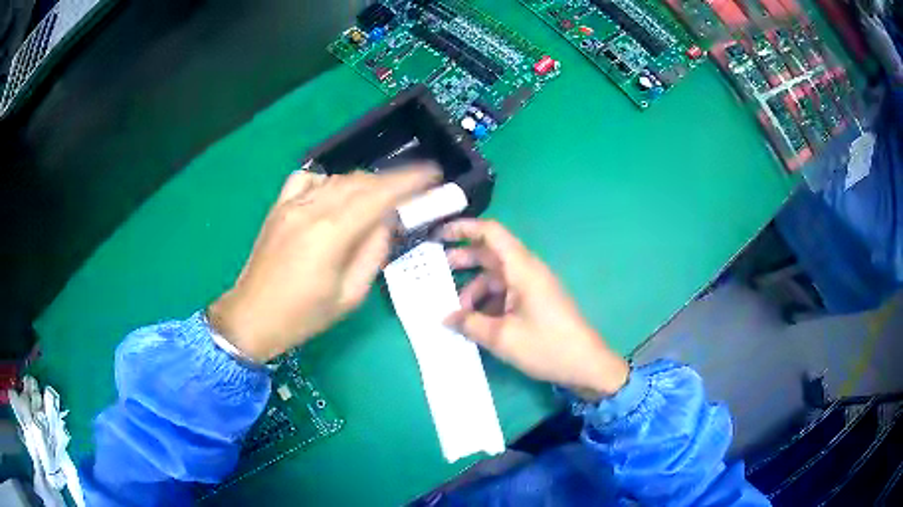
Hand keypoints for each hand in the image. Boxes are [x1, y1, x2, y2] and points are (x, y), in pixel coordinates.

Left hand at [208, 166, 440, 361]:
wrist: (253, 316)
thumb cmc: (304, 315)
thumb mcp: (350, 295)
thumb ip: (373, 252)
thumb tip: (387, 223)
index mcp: (332, 233)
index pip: (379, 195)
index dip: (409, 181)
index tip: (433, 175)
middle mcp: (312, 208)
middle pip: (360, 182)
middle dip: (391, 182)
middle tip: (411, 193)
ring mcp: (291, 204)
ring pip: (337, 179)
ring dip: (363, 184)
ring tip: (378, 199)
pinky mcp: (278, 207)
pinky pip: (308, 179)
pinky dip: (328, 182)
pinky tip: (333, 196)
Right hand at [441, 220, 628, 399]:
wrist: (586, 364)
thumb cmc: (546, 346)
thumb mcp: (502, 338)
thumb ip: (470, 324)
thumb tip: (446, 318)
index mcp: (522, 269)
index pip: (491, 233)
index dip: (464, 228)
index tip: (439, 234)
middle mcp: (528, 271)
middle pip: (491, 254)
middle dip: (464, 260)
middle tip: (436, 271)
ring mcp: (533, 286)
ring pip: (497, 277)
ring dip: (475, 290)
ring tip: (457, 313)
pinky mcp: (536, 301)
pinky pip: (506, 292)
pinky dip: (489, 302)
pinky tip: (476, 321)